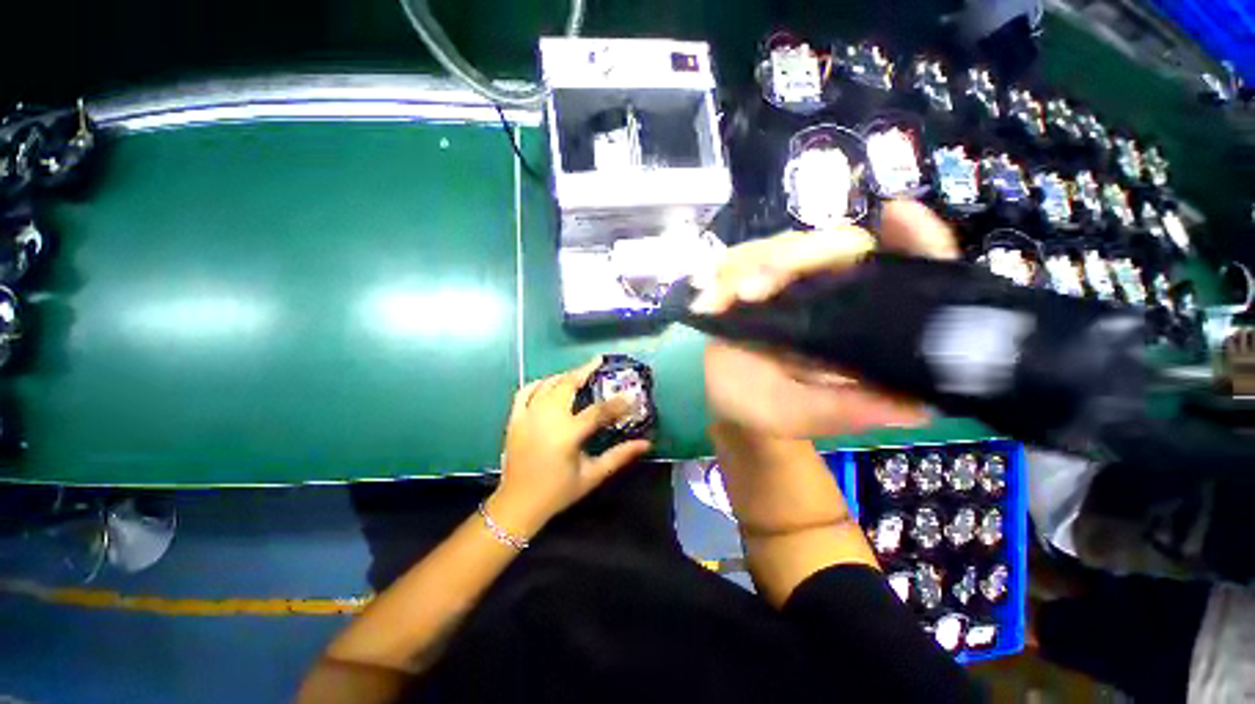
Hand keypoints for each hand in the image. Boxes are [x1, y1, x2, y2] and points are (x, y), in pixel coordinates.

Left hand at [488, 357, 652, 536]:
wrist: (518, 504)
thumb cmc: (558, 491)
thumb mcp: (592, 476)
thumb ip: (619, 456)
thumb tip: (645, 444)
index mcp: (568, 434)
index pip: (598, 411)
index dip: (617, 402)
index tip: (630, 395)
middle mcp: (547, 419)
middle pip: (567, 385)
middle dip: (584, 370)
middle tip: (597, 361)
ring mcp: (528, 416)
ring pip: (547, 385)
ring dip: (564, 375)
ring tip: (578, 371)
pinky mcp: (514, 419)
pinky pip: (525, 392)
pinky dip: (538, 383)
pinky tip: (548, 382)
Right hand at [699, 200, 959, 436]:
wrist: (732, 405)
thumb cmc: (773, 412)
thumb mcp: (810, 415)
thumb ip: (849, 410)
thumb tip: (921, 409)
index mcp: (861, 322)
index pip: (905, 272)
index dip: (916, 240)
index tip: (897, 214)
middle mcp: (832, 294)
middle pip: (833, 245)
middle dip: (792, 259)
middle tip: (750, 292)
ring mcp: (791, 286)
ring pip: (780, 248)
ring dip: (747, 267)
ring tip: (720, 300)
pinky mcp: (754, 284)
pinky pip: (741, 262)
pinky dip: (722, 274)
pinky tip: (709, 297)